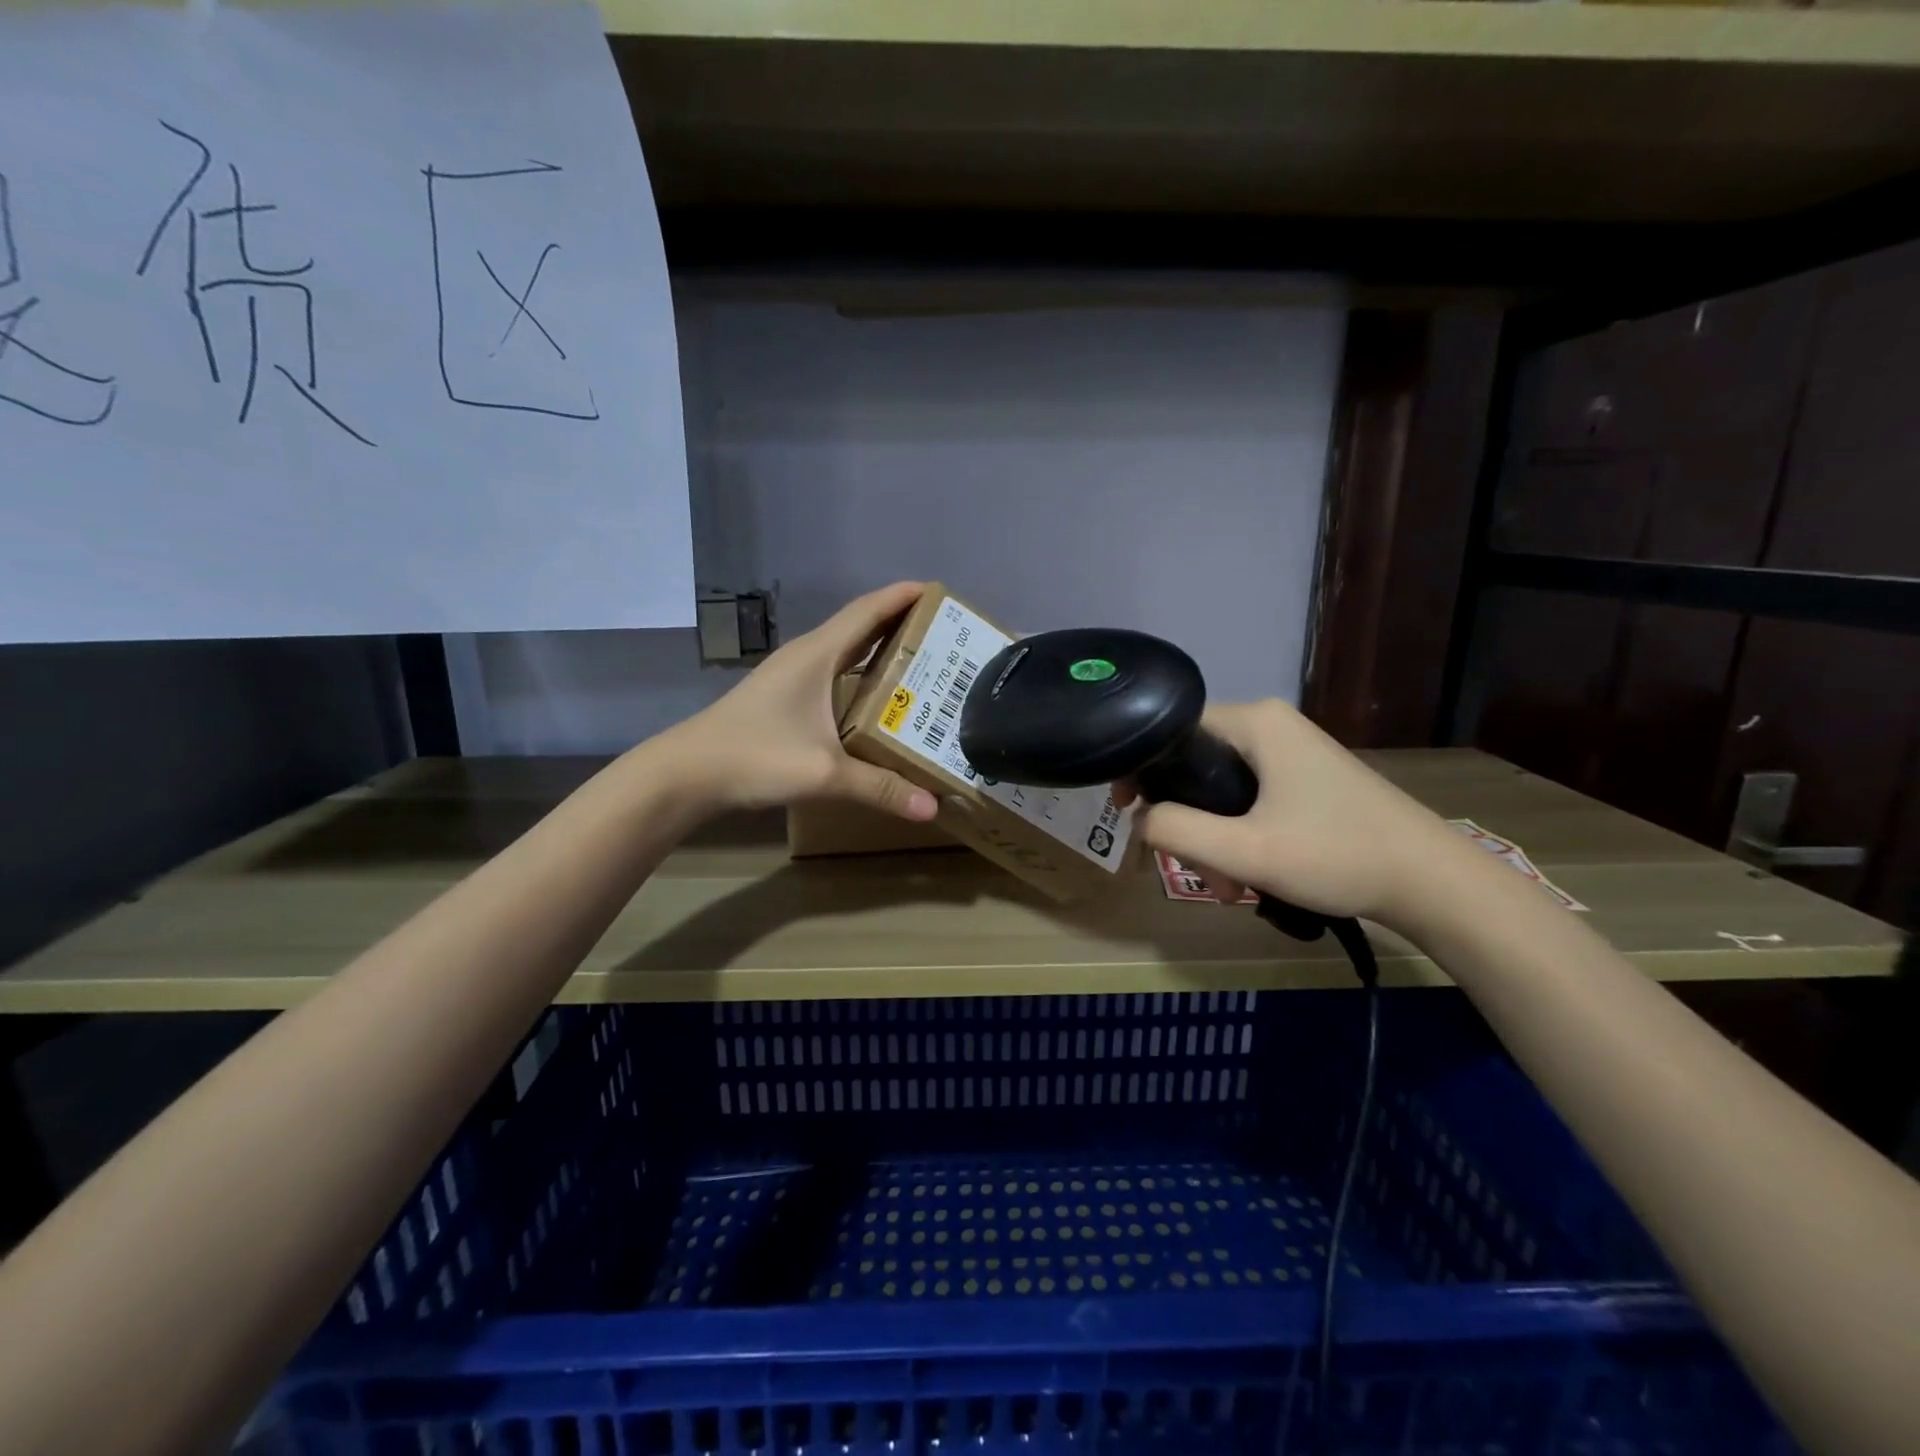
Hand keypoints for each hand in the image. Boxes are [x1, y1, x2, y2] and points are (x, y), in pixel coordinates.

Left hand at [660, 582, 939, 822]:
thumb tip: (932, 808)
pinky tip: (878, 699)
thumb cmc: (755, 757)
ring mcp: (792, 676)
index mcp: (817, 655)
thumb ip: (879, 788)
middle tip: (943, 634)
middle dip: (901, 623)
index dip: (902, 597)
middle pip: (860, 627)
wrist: (687, 774)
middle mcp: (806, 657)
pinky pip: (835, 674)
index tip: (938, 590)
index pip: (867, 612)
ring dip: (881, 650)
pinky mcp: (784, 698)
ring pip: (846, 651)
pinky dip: (862, 676)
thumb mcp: (824, 773)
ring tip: (922, 662)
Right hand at [1119, 699, 1458, 926]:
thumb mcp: (1246, 851)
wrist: (1432, 883)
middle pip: (1195, 765)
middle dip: (1188, 823)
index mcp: (1254, 722)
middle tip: (1200, 874)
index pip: (1171, 730)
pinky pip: (1249, 798)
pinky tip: (1251, 876)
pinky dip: (1240, 835)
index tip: (1128, 813)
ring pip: (1221, 789)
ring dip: (1214, 839)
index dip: (1142, 770)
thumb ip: (1177, 832)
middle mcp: (1270, 724)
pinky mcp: (1306, 777)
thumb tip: (1140, 820)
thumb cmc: (1337, 855)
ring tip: (1232, 889)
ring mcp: (1292, 751)